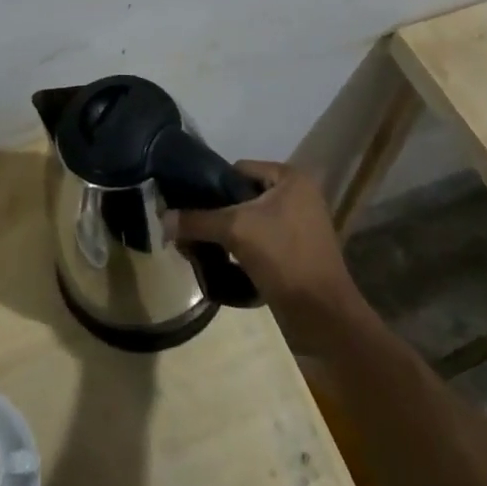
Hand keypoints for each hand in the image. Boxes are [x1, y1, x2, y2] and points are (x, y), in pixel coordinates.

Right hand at [165, 160, 368, 346]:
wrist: (324, 316)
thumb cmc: (284, 258)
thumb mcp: (236, 231)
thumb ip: (197, 221)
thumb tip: (162, 220)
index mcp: (290, 178)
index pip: (238, 169)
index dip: (212, 186)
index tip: (189, 206)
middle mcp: (298, 195)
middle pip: (243, 196)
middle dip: (217, 214)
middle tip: (192, 231)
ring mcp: (301, 225)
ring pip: (251, 221)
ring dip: (228, 234)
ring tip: (203, 249)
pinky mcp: (298, 252)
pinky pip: (261, 241)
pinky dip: (242, 250)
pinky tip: (224, 264)